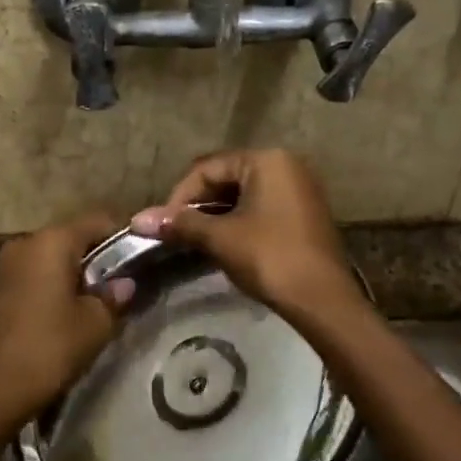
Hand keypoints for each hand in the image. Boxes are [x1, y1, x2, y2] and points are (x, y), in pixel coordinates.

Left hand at [0, 212, 134, 432]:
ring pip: (48, 259)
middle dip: (95, 258)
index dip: (122, 238)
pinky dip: (48, 288)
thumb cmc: (50, 347)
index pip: (97, 222)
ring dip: (70, 275)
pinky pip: (30, 277)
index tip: (139, 260)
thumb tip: (123, 284)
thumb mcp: (96, 324)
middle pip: (70, 239)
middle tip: (116, 288)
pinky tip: (59, 315)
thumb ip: (114, 296)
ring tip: (89, 305)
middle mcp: (24, 243)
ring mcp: (3, 266)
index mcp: (52, 241)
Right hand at [132, 150, 360, 315]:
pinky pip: (262, 206)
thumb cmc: (270, 258)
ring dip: (217, 214)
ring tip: (196, 239)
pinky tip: (224, 243)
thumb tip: (138, 219)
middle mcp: (286, 165)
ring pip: (244, 193)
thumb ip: (180, 223)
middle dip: (198, 204)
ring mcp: (299, 188)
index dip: (180, 195)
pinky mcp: (305, 212)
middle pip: (227, 176)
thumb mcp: (220, 238)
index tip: (163, 224)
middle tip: (177, 232)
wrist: (322, 300)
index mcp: (267, 160)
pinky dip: (239, 220)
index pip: (208, 168)